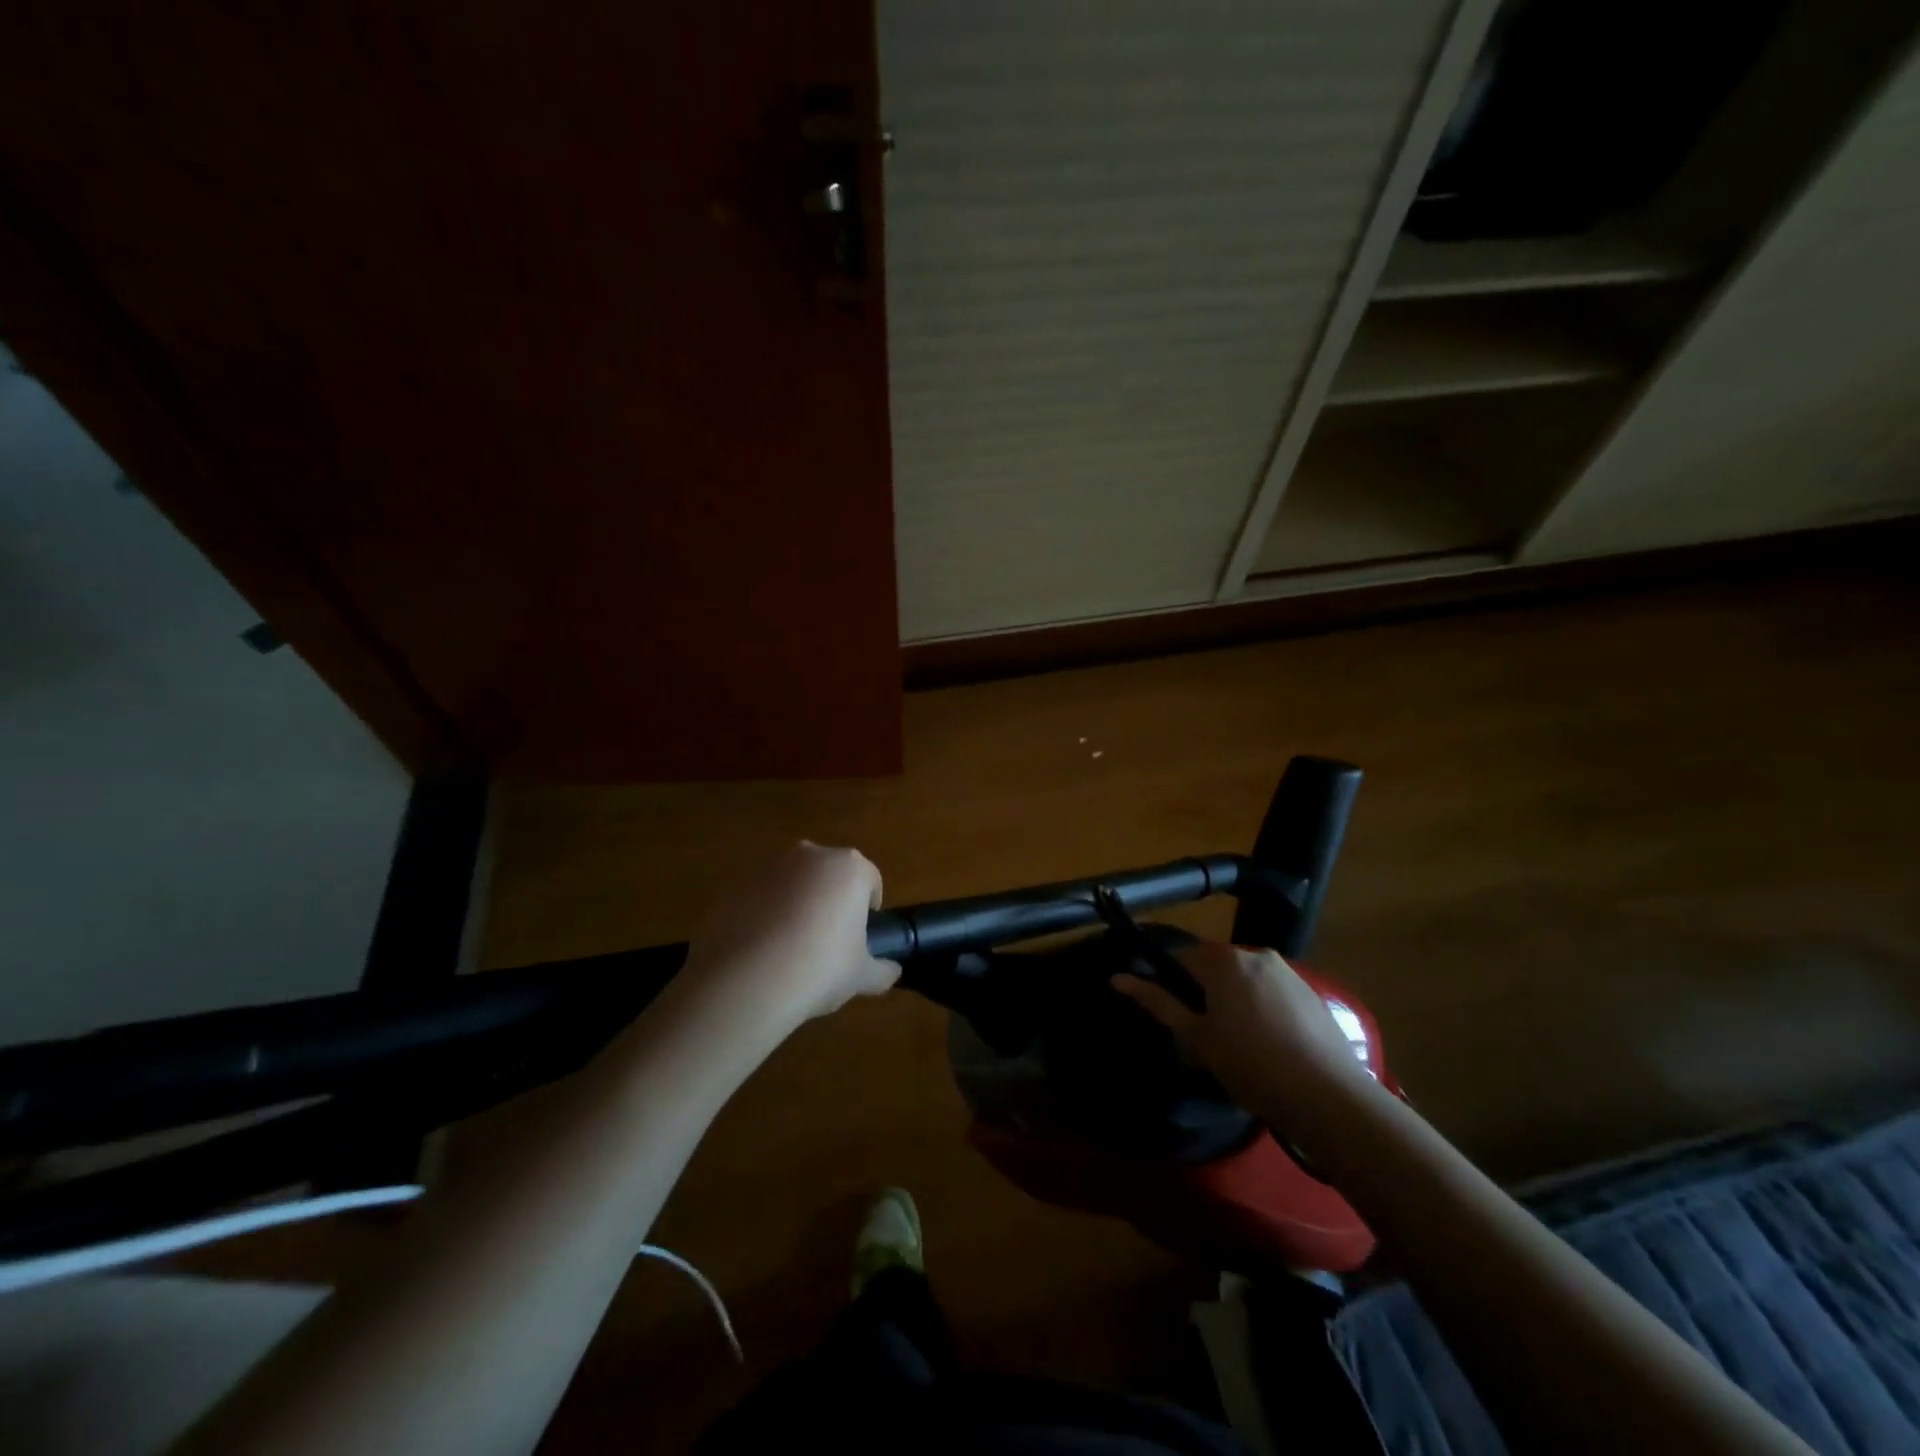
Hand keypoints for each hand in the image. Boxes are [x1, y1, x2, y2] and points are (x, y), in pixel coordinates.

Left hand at [679, 842, 899, 1036]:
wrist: (748, 979)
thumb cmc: (821, 968)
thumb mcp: (862, 976)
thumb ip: (882, 970)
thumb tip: (892, 970)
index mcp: (849, 868)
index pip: (870, 880)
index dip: (869, 910)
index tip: (861, 938)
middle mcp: (811, 855)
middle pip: (830, 875)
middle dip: (831, 900)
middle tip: (829, 942)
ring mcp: (769, 866)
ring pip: (793, 882)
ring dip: (796, 904)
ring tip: (791, 948)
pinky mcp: (735, 884)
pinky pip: (761, 896)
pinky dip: (765, 914)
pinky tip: (762, 950)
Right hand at [1114, 942, 1372, 1125]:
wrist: (1327, 1096)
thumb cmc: (1249, 1063)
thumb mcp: (1196, 1036)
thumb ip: (1158, 1002)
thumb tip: (1117, 977)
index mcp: (1223, 959)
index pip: (1181, 958)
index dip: (1172, 986)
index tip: (1177, 1019)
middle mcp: (1255, 953)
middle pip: (1215, 968)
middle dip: (1206, 995)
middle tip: (1205, 1039)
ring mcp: (1288, 971)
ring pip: (1245, 981)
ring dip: (1235, 1002)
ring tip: (1239, 1047)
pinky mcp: (1312, 993)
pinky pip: (1273, 993)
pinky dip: (1263, 1010)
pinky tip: (1269, 1047)